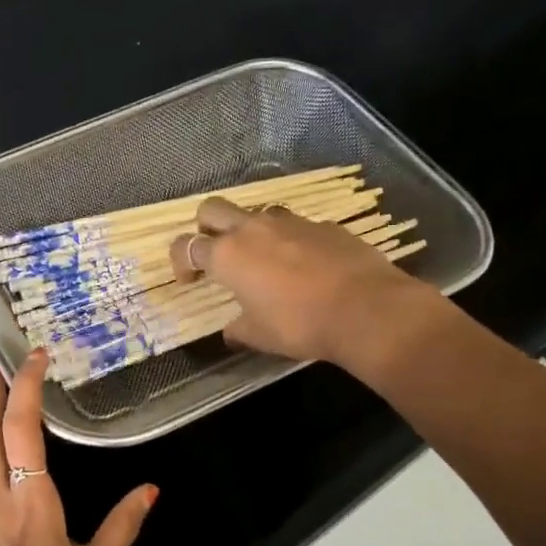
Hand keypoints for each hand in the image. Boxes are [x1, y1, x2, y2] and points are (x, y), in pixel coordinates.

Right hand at [171, 196, 438, 365]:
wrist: (365, 309)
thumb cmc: (299, 324)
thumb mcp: (259, 336)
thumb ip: (238, 330)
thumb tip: (231, 332)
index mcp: (227, 255)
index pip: (186, 246)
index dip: (180, 262)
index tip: (190, 281)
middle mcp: (253, 229)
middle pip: (212, 208)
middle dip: (206, 227)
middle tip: (216, 254)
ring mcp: (290, 222)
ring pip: (256, 212)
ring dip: (251, 231)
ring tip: (263, 259)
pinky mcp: (323, 225)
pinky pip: (295, 226)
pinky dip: (290, 241)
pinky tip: (304, 266)